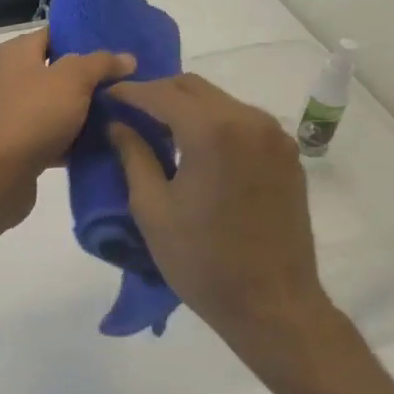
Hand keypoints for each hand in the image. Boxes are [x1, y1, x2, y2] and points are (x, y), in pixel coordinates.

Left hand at [0, 28, 135, 229]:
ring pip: (62, 105)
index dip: (86, 37)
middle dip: (93, 77)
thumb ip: (100, 63)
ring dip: (89, 111)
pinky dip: (78, 139)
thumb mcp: (72, 79)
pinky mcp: (25, 144)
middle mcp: (14, 78)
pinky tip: (109, 142)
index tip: (120, 47)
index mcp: (18, 53)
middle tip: (130, 80)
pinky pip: (58, 135)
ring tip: (127, 110)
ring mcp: (18, 113)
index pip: (56, 34)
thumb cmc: (34, 114)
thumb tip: (127, 58)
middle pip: (61, 71)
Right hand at [108, 75, 353, 382]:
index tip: (106, 96)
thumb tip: (117, 124)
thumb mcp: (152, 209)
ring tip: (160, 131)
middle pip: (194, 88)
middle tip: (129, 112)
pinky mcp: (287, 155)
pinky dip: (214, 123)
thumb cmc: (203, 262)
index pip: (162, 94)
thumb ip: (133, 156)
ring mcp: (274, 136)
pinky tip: (197, 149)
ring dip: (187, 107)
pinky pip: (242, 122)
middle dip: (158, 93)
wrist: (274, 305)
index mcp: (213, 131)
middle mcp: (249, 120)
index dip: (130, 92)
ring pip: (220, 101)